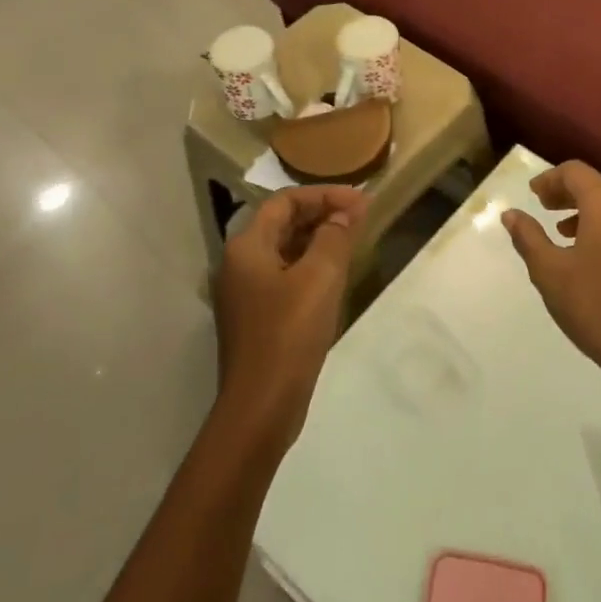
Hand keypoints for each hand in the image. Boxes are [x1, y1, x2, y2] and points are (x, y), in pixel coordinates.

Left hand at [214, 185, 366, 447]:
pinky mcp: (256, 317)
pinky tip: (335, 276)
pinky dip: (310, 266)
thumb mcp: (321, 277)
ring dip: (318, 240)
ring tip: (354, 240)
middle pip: (282, 223)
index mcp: (247, 246)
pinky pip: (285, 276)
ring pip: (284, 250)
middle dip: (322, 214)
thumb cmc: (289, 332)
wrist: (261, 406)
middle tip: (361, 217)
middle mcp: (239, 264)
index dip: (324, 195)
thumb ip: (335, 236)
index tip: (361, 201)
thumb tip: (346, 212)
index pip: (285, 201)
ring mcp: (245, 293)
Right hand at [502, 161, 600, 396]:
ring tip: (570, 237)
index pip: (576, 172)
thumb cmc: (596, 307)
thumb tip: (511, 214)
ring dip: (593, 216)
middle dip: (571, 196)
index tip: (534, 195)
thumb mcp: (549, 272)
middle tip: (547, 210)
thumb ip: (528, 237)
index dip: (551, 179)